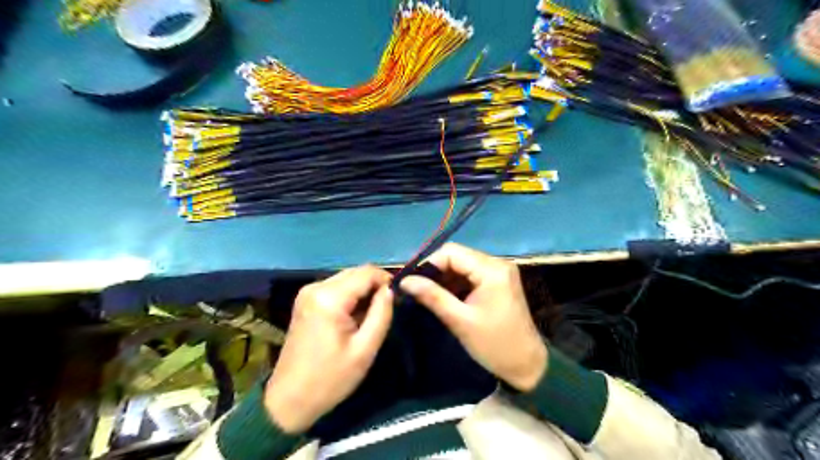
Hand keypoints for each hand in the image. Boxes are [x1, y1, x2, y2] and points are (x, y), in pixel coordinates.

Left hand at [263, 264, 388, 432]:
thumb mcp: (365, 349)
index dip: (387, 281)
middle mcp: (316, 287)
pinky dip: (350, 296)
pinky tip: (353, 317)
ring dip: (363, 291)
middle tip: (385, 310)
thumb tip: (391, 290)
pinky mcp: (305, 300)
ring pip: (347, 278)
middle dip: (374, 286)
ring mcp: (308, 292)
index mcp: (329, 298)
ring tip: (370, 316)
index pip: (367, 272)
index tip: (397, 300)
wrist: (289, 400)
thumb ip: (381, 314)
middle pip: (356, 272)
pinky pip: (336, 288)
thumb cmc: (330, 379)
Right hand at [400, 245, 547, 390]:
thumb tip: (405, 280)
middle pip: (457, 256)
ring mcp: (499, 271)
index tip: (412, 281)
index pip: (452, 252)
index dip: (429, 263)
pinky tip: (445, 297)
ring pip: (462, 264)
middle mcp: (497, 263)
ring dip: (445, 277)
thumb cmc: (494, 344)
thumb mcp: (460, 320)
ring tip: (428, 294)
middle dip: (436, 271)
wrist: (527, 365)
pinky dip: (456, 283)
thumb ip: (432, 296)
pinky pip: (471, 274)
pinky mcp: (499, 281)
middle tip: (417, 289)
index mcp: (491, 270)